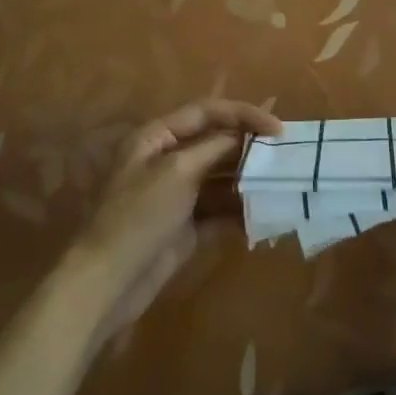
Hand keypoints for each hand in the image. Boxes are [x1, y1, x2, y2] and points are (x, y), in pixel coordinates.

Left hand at [72, 99, 281, 339]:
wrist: (109, 282)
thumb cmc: (139, 215)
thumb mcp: (177, 171)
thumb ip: (213, 148)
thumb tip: (242, 136)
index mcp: (157, 137)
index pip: (206, 112)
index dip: (243, 114)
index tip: (278, 128)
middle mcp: (167, 160)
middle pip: (215, 144)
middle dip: (249, 148)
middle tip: (286, 154)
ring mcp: (177, 195)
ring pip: (221, 178)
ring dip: (249, 181)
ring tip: (282, 183)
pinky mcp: (186, 227)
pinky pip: (220, 211)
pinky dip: (241, 212)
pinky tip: (266, 216)